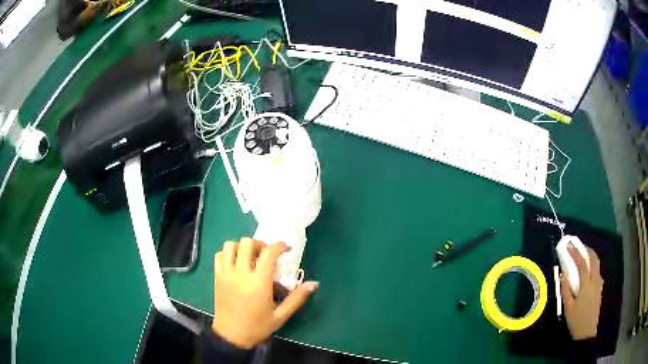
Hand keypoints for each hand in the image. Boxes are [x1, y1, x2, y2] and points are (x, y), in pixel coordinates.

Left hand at [212, 237, 317, 348]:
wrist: (231, 335)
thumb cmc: (258, 326)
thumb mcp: (281, 315)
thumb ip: (297, 298)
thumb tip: (313, 283)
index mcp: (258, 282)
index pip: (268, 253)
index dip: (279, 246)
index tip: (286, 250)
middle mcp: (241, 273)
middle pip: (247, 243)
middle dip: (259, 244)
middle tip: (266, 255)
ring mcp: (226, 274)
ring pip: (230, 245)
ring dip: (241, 247)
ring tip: (250, 258)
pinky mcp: (217, 277)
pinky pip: (219, 255)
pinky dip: (227, 254)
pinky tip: (236, 264)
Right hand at [560, 244, 602, 339]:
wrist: (586, 332)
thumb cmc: (576, 320)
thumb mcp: (568, 308)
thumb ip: (566, 290)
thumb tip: (562, 273)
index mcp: (587, 285)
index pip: (582, 263)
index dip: (576, 252)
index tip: (569, 245)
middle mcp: (595, 280)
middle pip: (594, 259)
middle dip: (587, 249)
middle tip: (579, 246)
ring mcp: (599, 284)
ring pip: (597, 264)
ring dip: (591, 256)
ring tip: (583, 256)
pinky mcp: (600, 288)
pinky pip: (598, 272)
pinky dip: (593, 266)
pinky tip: (588, 273)